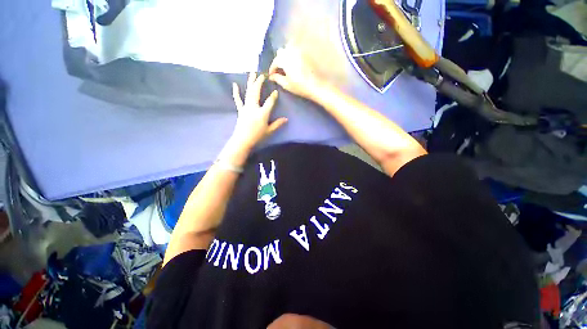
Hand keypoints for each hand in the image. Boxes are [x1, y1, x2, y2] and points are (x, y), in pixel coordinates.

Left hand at [230, 72, 287, 149]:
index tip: (275, 91)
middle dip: (259, 82)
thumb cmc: (257, 136)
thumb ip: (277, 124)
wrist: (243, 140)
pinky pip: (238, 100)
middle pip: (256, 92)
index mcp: (262, 113)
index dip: (273, 96)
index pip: (270, 102)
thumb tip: (286, 119)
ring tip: (252, 73)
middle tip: (262, 75)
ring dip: (250, 82)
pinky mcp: (241, 110)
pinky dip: (236, 92)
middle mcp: (254, 107)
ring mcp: (246, 108)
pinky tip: (234, 84)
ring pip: (248, 92)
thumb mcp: (269, 131)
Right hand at [268, 47, 323, 100]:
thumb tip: (271, 76)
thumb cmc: (300, 86)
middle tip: (278, 71)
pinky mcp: (305, 54)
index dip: (272, 69)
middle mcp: (291, 52)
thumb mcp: (286, 84)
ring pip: (288, 50)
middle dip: (278, 61)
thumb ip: (277, 78)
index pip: (275, 62)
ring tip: (285, 68)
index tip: (271, 76)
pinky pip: (296, 51)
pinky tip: (293, 65)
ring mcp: (299, 51)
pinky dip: (292, 56)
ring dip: (284, 57)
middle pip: (280, 53)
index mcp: (285, 59)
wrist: (316, 86)